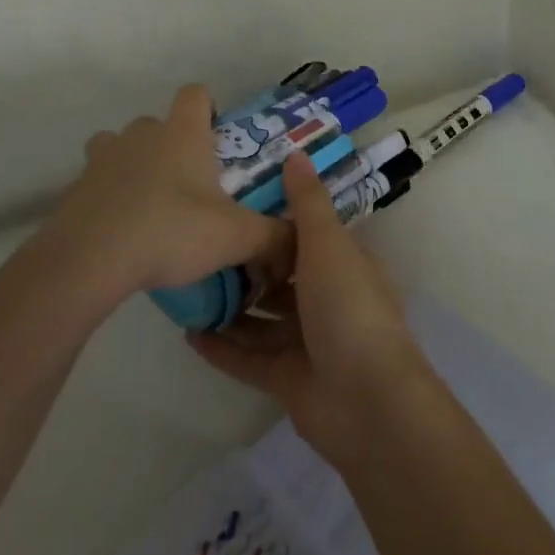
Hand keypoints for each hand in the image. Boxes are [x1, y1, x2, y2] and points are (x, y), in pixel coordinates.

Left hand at [44, 84, 289, 298]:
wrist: (90, 259)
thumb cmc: (171, 231)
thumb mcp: (236, 237)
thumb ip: (274, 237)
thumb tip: (301, 241)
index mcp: (182, 134)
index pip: (195, 94)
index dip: (207, 108)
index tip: (216, 138)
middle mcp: (141, 134)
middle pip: (157, 123)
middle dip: (172, 145)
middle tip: (190, 185)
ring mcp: (103, 158)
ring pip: (120, 146)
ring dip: (134, 165)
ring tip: (150, 204)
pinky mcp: (76, 187)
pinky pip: (97, 181)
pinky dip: (109, 196)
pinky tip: (121, 230)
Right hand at [189, 151, 432, 467]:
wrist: (366, 400)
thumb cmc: (348, 307)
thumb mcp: (327, 244)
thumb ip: (307, 202)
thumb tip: (296, 153)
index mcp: (343, 265)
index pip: (305, 237)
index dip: (273, 225)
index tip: (232, 209)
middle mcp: (327, 300)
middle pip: (280, 280)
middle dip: (246, 269)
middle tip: (199, 250)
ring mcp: (308, 343)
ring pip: (261, 320)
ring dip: (230, 308)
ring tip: (187, 291)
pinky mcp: (288, 380)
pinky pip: (248, 358)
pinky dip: (223, 347)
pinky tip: (189, 334)